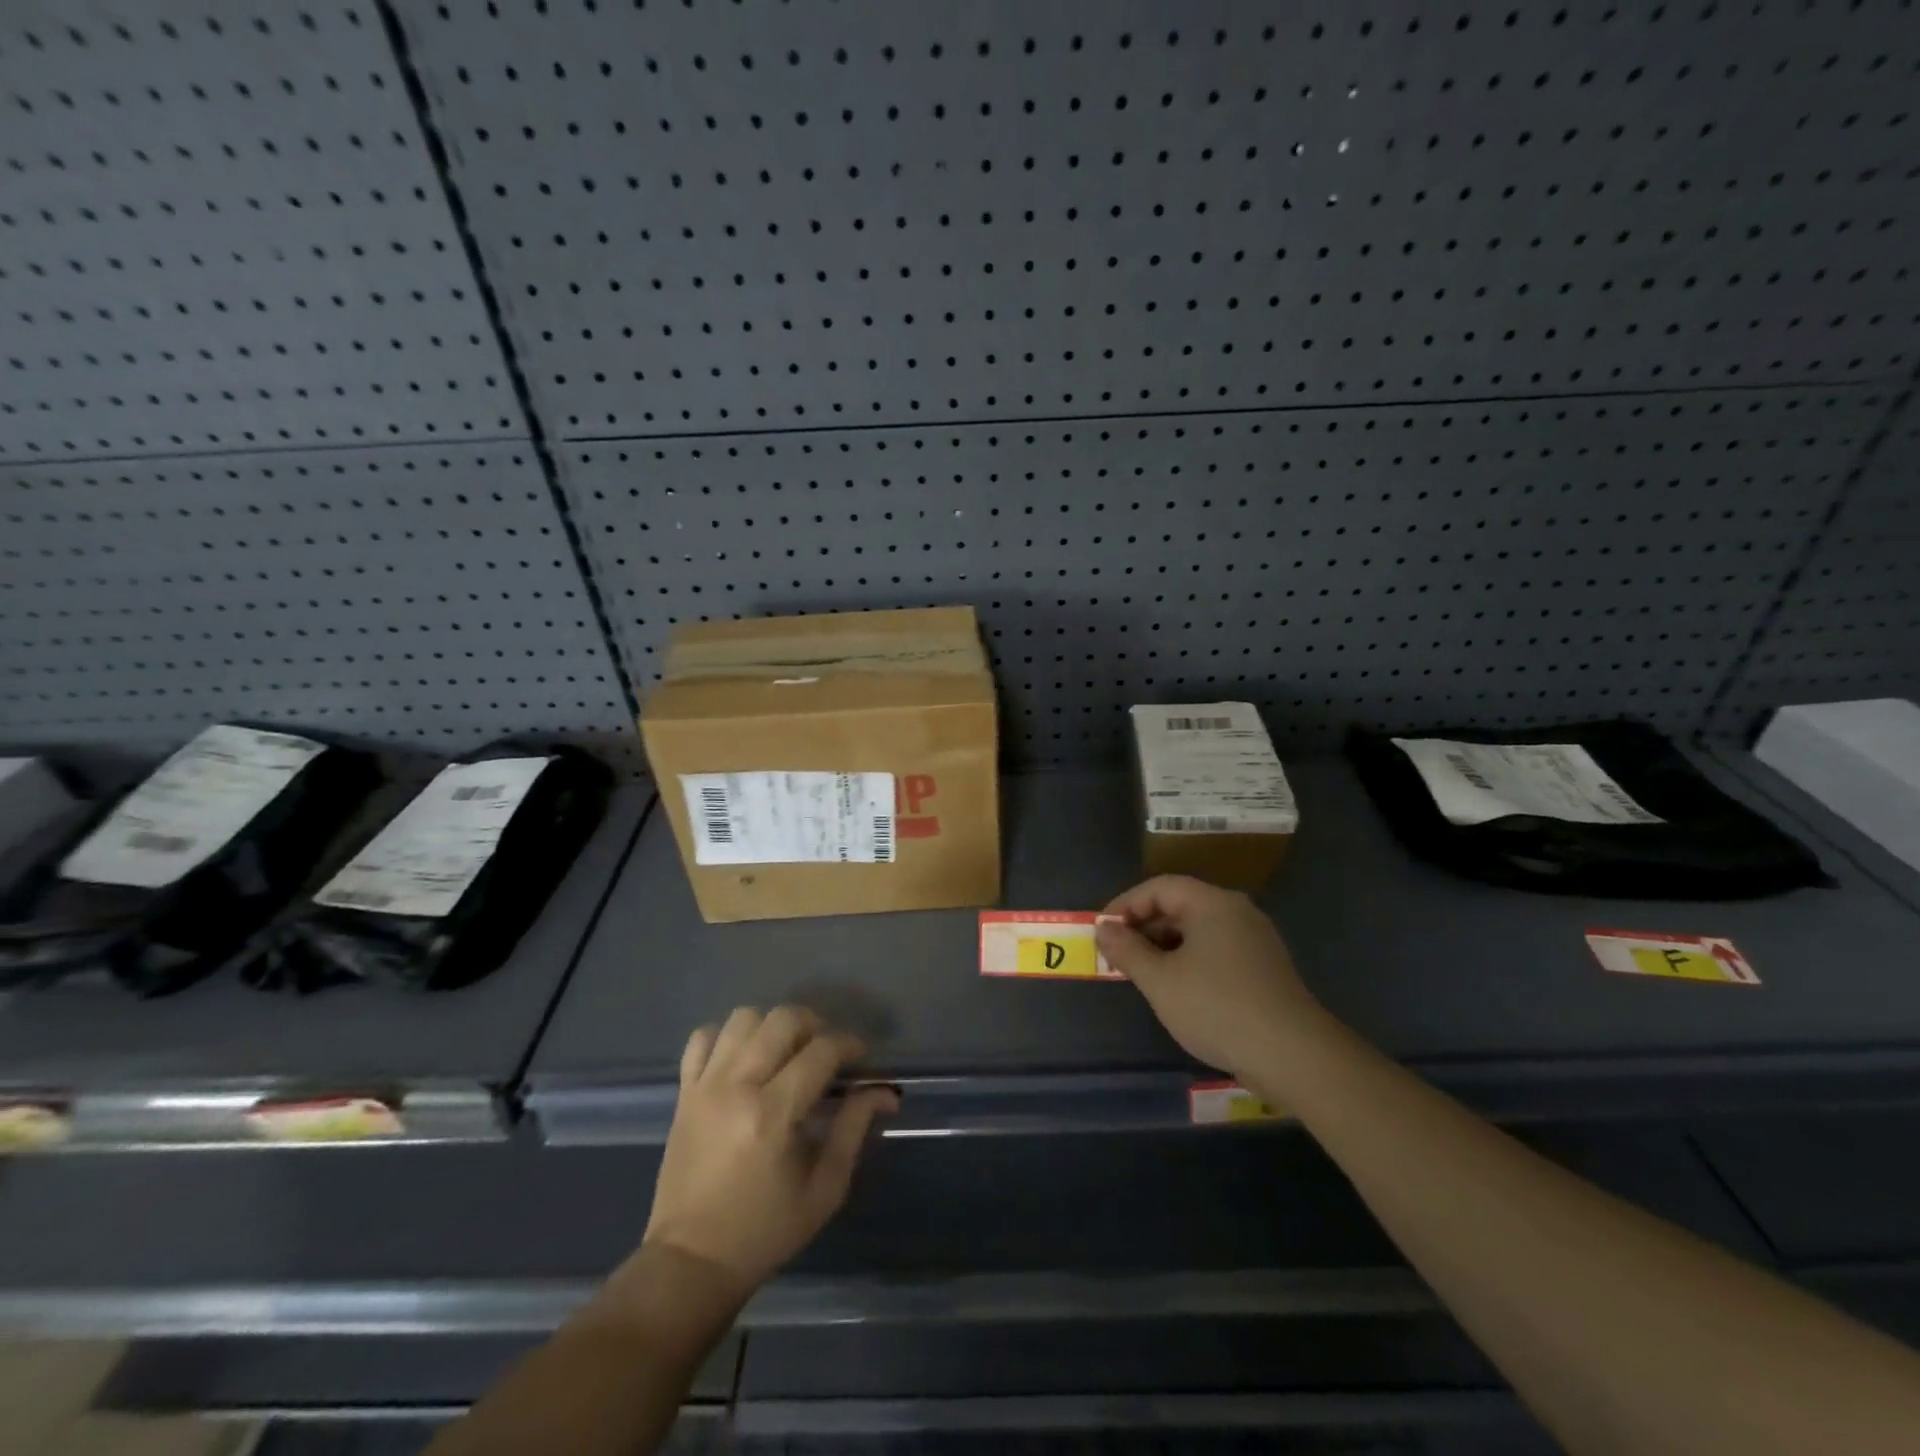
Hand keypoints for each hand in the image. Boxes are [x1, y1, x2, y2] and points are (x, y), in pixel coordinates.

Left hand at [643, 1006, 897, 1299]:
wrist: (690, 1262)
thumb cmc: (765, 1231)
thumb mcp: (824, 1188)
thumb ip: (854, 1128)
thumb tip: (884, 1091)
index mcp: (774, 1114)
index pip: (822, 1050)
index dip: (850, 1045)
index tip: (861, 1057)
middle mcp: (737, 1086)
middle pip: (783, 1019)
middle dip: (815, 1025)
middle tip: (825, 1053)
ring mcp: (705, 1086)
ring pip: (743, 1018)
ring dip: (772, 1026)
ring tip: (784, 1053)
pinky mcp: (684, 1092)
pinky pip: (703, 1038)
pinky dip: (726, 1037)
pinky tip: (743, 1060)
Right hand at [1097, 875, 1322, 1080]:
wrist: (1293, 1056)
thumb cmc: (1217, 1008)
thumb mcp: (1160, 980)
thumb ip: (1127, 950)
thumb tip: (1103, 928)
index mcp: (1212, 903)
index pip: (1159, 887)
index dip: (1125, 905)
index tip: (1103, 931)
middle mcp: (1237, 911)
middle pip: (1180, 904)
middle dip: (1144, 927)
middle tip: (1118, 955)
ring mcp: (1255, 939)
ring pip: (1198, 929)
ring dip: (1165, 945)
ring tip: (1142, 974)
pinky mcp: (1264, 967)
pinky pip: (1216, 949)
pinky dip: (1189, 959)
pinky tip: (1177, 989)